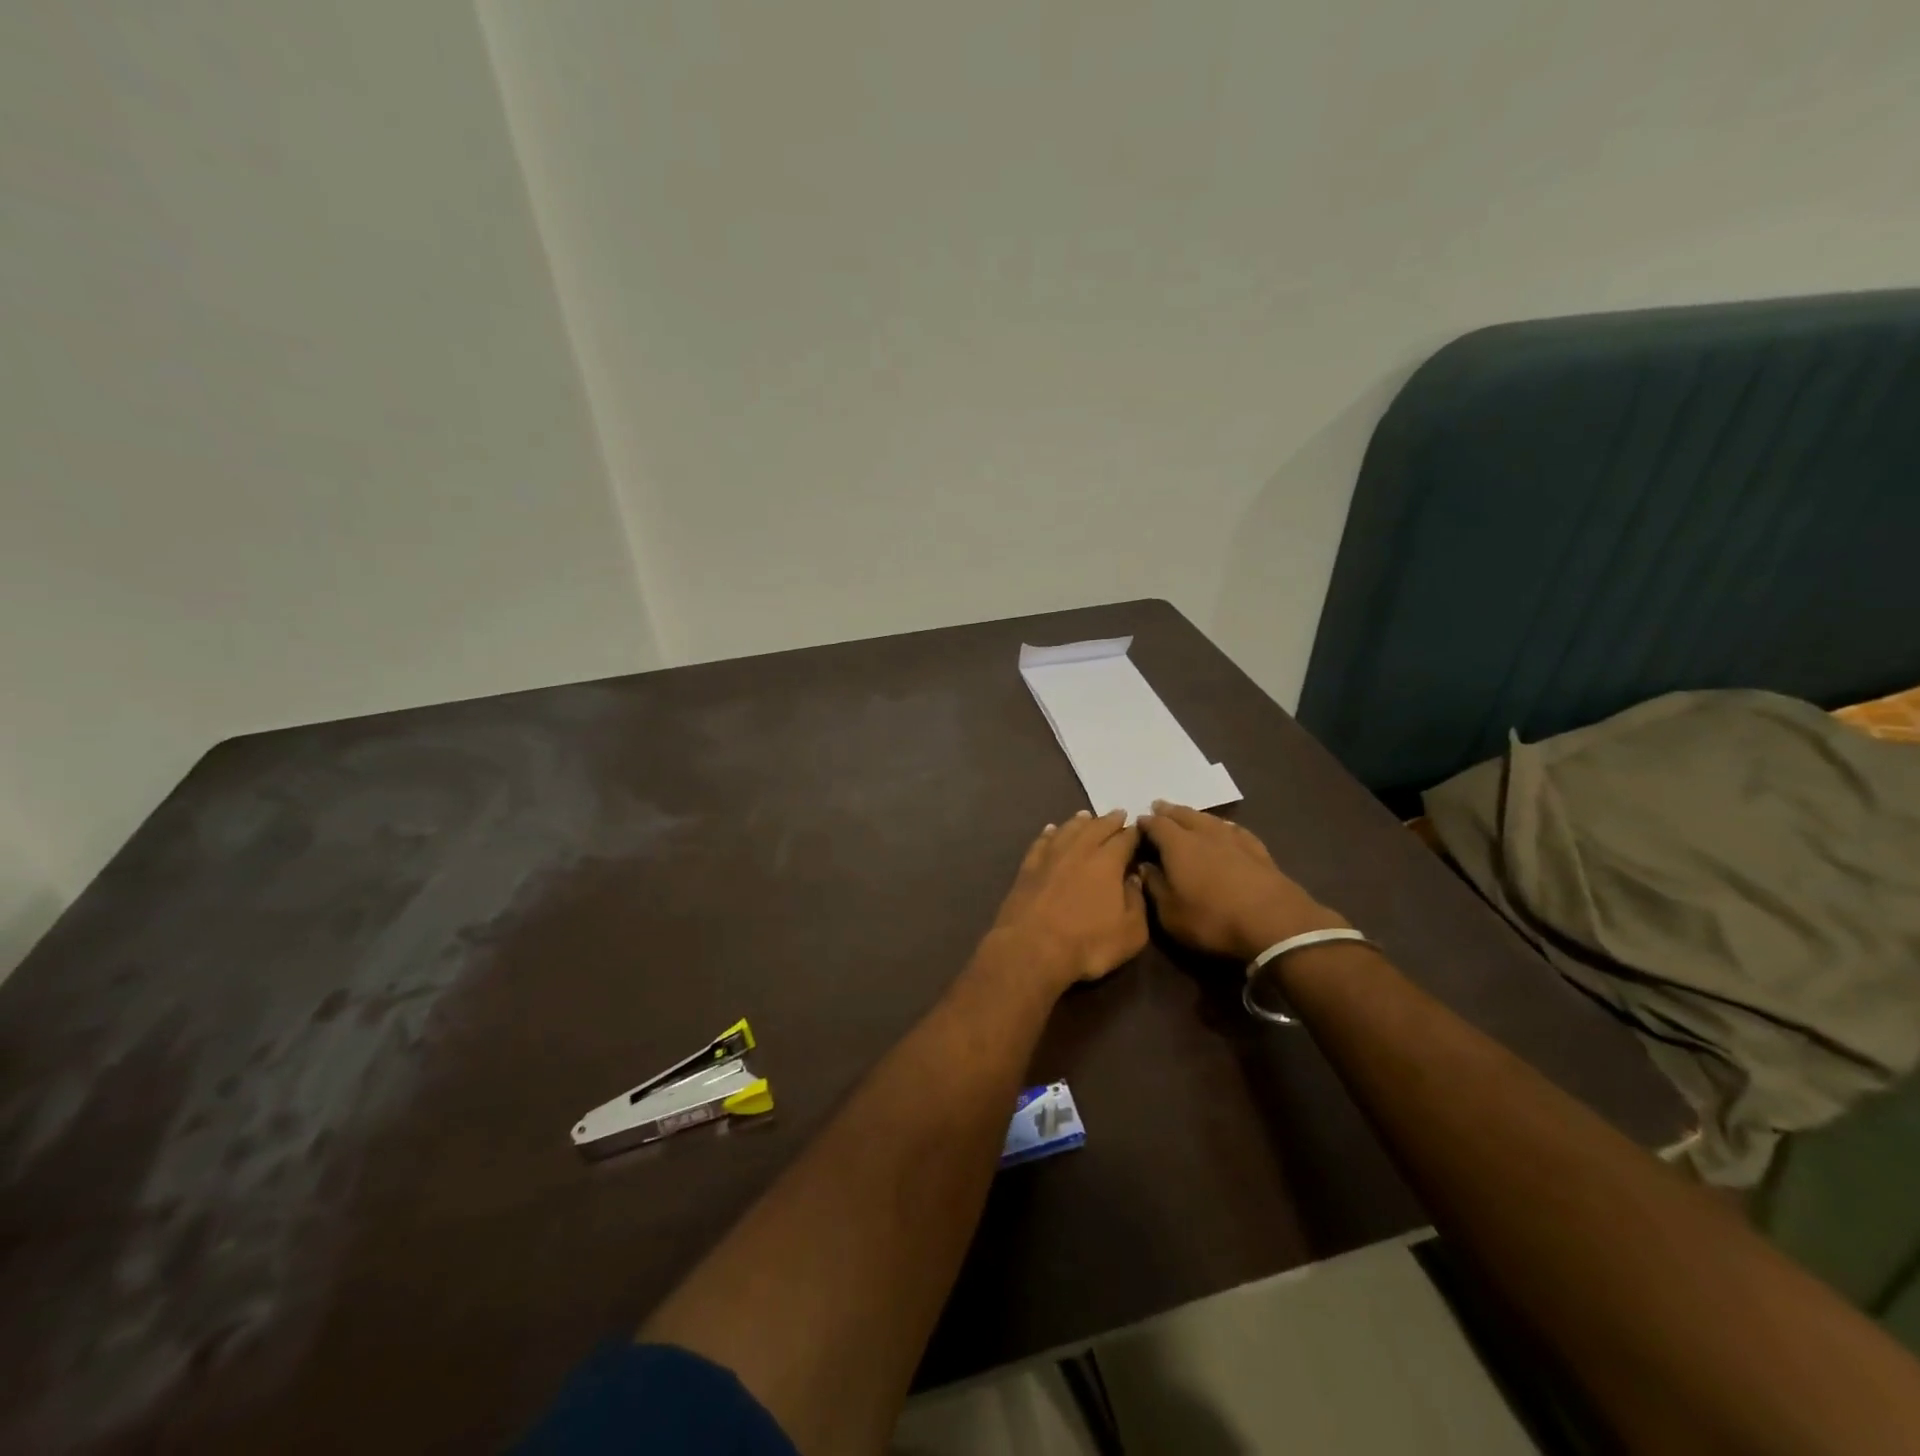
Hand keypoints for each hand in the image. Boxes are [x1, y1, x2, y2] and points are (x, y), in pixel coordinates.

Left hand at [988, 809, 1147, 989]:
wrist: (1031, 948)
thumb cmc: (1088, 943)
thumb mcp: (1131, 932)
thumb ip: (1137, 901)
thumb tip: (1134, 878)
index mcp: (1107, 861)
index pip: (1125, 839)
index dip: (1134, 833)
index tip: (1140, 828)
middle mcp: (1079, 850)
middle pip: (1096, 827)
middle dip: (1109, 820)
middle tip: (1118, 814)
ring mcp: (1050, 856)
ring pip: (1067, 829)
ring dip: (1079, 822)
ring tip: (1086, 816)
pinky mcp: (1028, 867)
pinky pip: (1041, 842)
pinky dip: (1049, 833)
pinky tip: (1051, 830)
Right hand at [1137, 802, 1344, 962]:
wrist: (1275, 923)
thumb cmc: (1212, 919)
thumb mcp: (1170, 913)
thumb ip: (1154, 886)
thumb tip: (1143, 867)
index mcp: (1178, 845)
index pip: (1156, 825)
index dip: (1145, 823)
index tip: (1137, 823)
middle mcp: (1204, 834)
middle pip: (1183, 815)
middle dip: (1169, 811)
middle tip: (1159, 806)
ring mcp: (1234, 839)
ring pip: (1209, 819)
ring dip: (1195, 815)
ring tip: (1188, 815)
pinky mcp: (1259, 850)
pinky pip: (1235, 830)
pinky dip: (1224, 826)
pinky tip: (1226, 829)